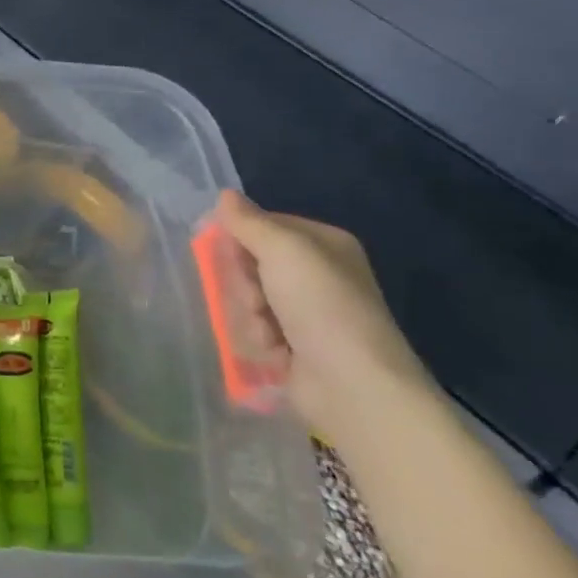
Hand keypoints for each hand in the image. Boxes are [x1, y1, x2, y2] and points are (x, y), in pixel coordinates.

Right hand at [213, 190, 432, 433]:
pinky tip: (273, 353)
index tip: (224, 252)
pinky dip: (258, 341)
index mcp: (324, 245)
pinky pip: (255, 331)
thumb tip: (224, 194)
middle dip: (244, 284)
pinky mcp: (294, 346)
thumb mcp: (283, 251)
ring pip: (248, 300)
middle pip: (251, 264)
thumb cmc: (321, 306)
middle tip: (254, 298)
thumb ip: (250, 223)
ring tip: (267, 333)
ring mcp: (306, 313)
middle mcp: (317, 275)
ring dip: (249, 316)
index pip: (263, 226)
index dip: (238, 237)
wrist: (352, 383)